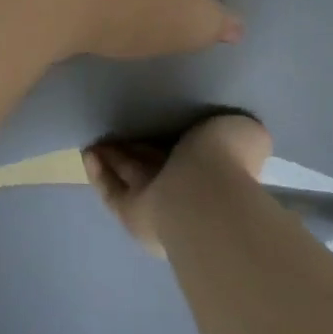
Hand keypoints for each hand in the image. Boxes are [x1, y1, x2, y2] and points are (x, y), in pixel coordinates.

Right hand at [83, 113, 273, 255]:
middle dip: (134, 149)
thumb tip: (227, 134)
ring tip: (95, 141)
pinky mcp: (132, 213)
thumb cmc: (228, 160)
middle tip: (116, 129)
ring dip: (112, 160)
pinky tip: (87, 154)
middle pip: (153, 163)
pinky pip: (112, 192)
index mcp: (212, 166)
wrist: (207, 198)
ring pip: (130, 177)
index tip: (152, 120)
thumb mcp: (245, 132)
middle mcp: (183, 187)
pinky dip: (99, 176)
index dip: (168, 137)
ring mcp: (156, 203)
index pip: (186, 150)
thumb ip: (234, 131)